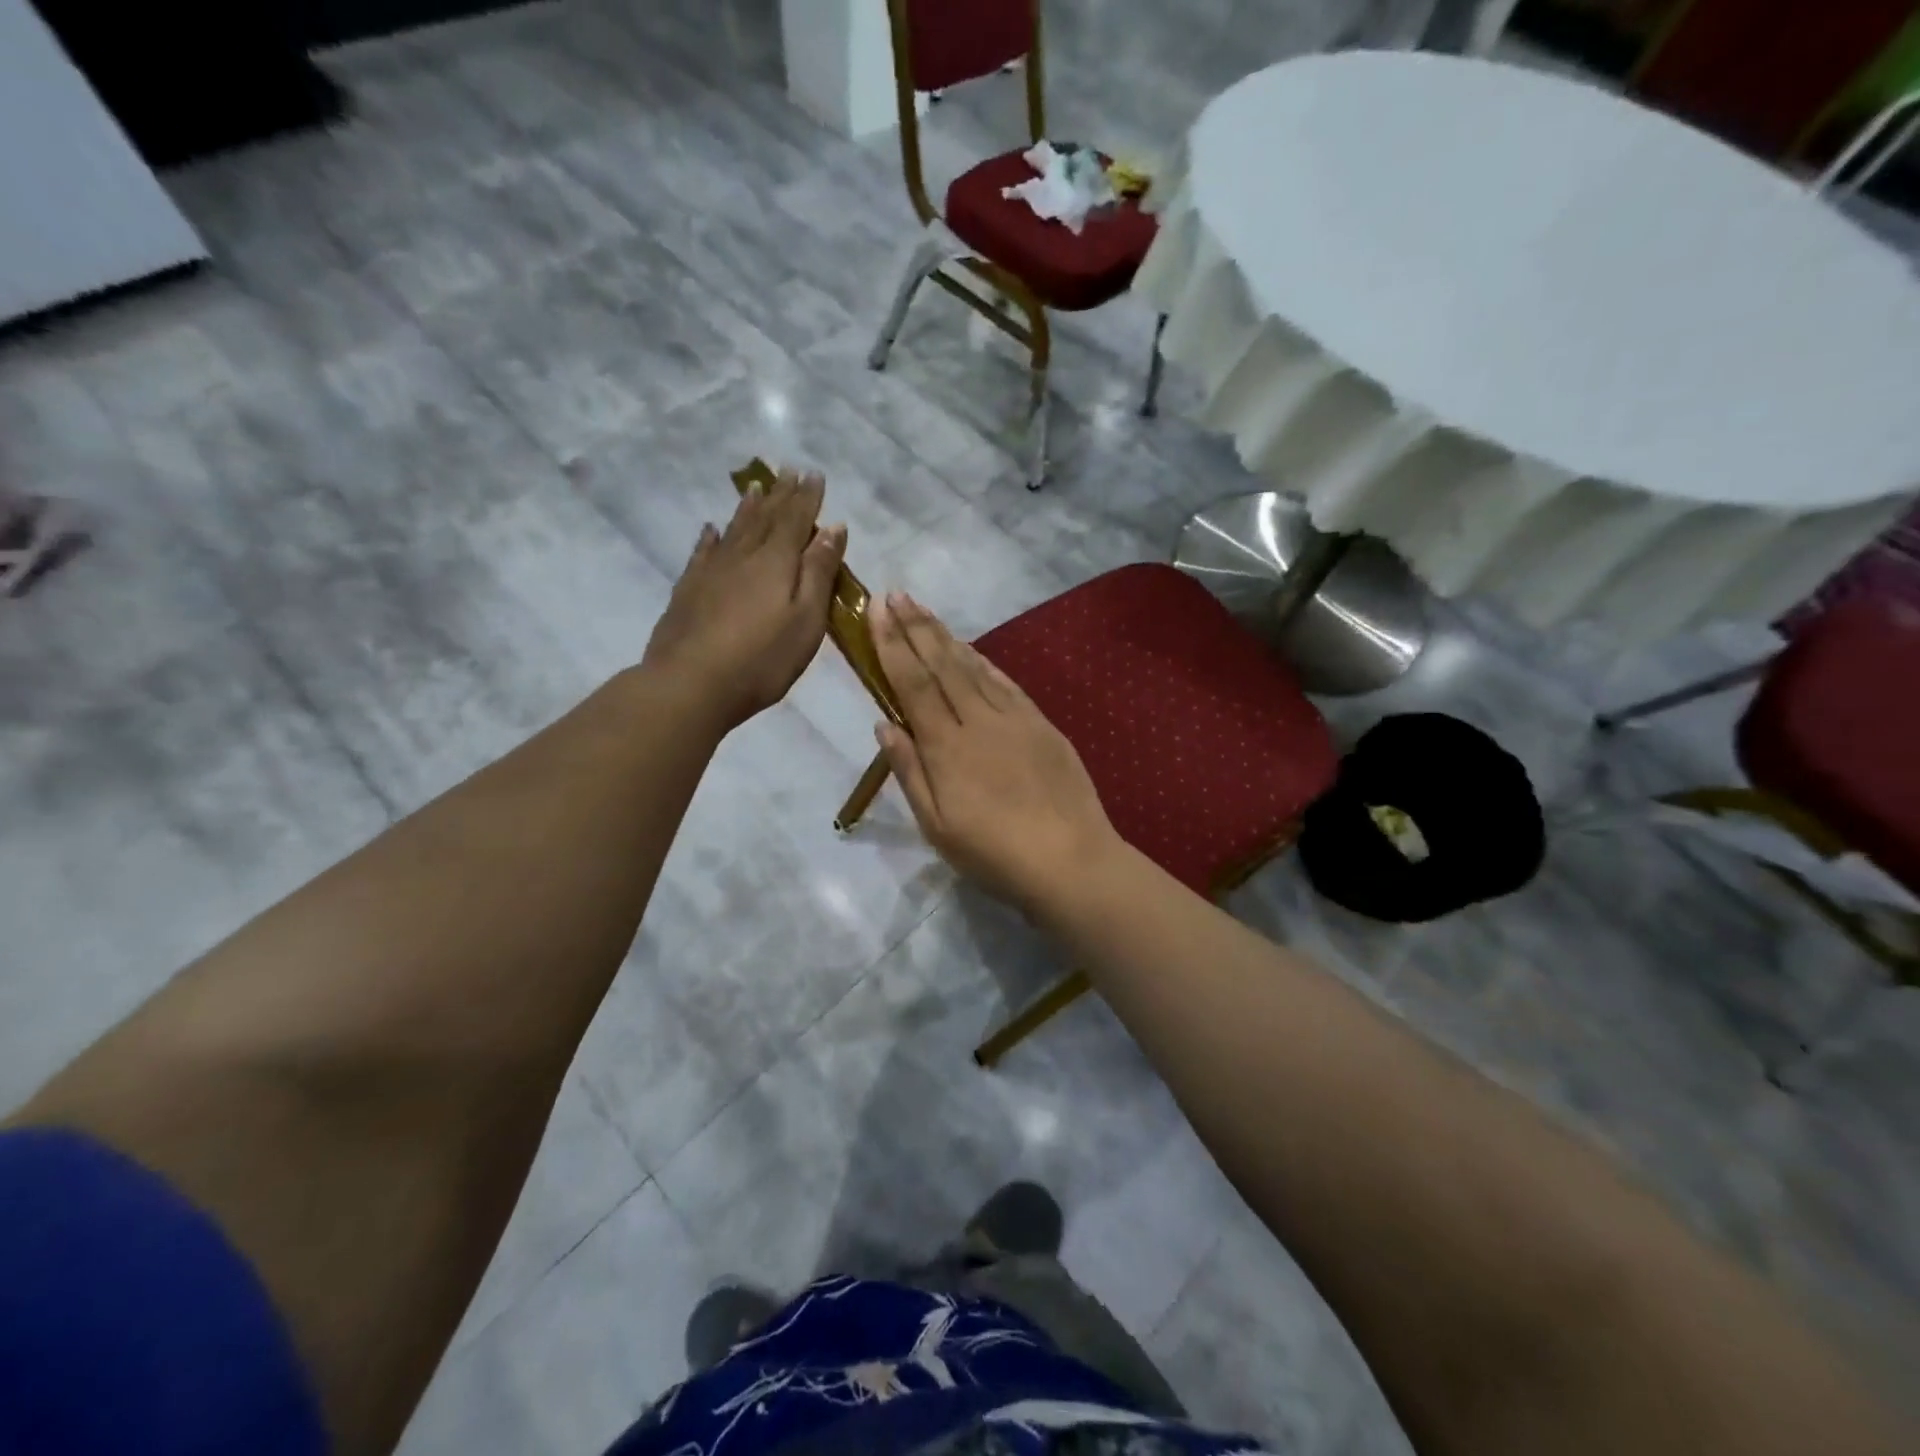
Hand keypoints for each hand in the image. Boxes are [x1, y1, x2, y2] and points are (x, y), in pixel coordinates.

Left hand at [642, 468, 846, 731]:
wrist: (690, 683)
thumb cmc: (762, 659)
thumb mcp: (805, 620)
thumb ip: (819, 572)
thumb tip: (833, 527)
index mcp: (776, 562)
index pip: (797, 520)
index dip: (807, 497)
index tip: (814, 474)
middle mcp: (743, 556)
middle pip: (766, 518)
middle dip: (781, 495)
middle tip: (788, 471)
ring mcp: (711, 571)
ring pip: (734, 529)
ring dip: (748, 507)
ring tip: (756, 487)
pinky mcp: (688, 590)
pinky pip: (703, 552)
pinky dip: (711, 537)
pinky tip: (711, 529)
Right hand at [870, 592, 1120, 910]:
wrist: (1070, 859)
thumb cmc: (994, 853)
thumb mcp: (937, 826)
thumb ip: (910, 772)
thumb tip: (884, 725)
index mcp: (946, 747)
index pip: (912, 684)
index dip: (892, 645)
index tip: (876, 611)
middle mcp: (978, 721)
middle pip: (941, 665)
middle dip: (915, 627)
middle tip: (896, 594)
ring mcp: (1014, 718)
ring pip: (973, 667)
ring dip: (945, 635)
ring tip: (924, 610)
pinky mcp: (1041, 724)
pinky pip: (1005, 682)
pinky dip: (983, 661)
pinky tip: (971, 649)